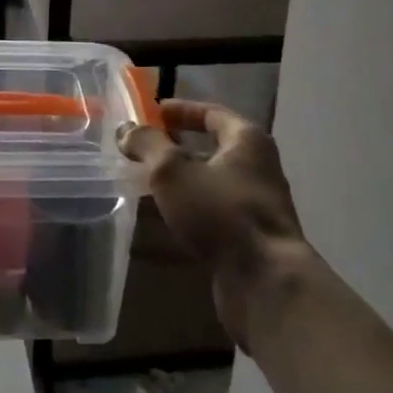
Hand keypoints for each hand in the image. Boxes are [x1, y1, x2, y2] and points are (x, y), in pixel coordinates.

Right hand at [121, 100, 318, 348]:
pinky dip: (184, 215)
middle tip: (141, 150)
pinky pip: (209, 217)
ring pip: (208, 186)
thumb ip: (148, 145)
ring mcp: (254, 206)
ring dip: (176, 184)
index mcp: (247, 141)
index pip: (212, 113)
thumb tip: (127, 129)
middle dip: (174, 150)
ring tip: (141, 185)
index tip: (151, 113)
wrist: (265, 282)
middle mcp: (257, 169)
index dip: (180, 110)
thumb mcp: (173, 171)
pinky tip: (156, 225)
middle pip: (211, 150)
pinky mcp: (247, 240)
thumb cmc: (220, 212)